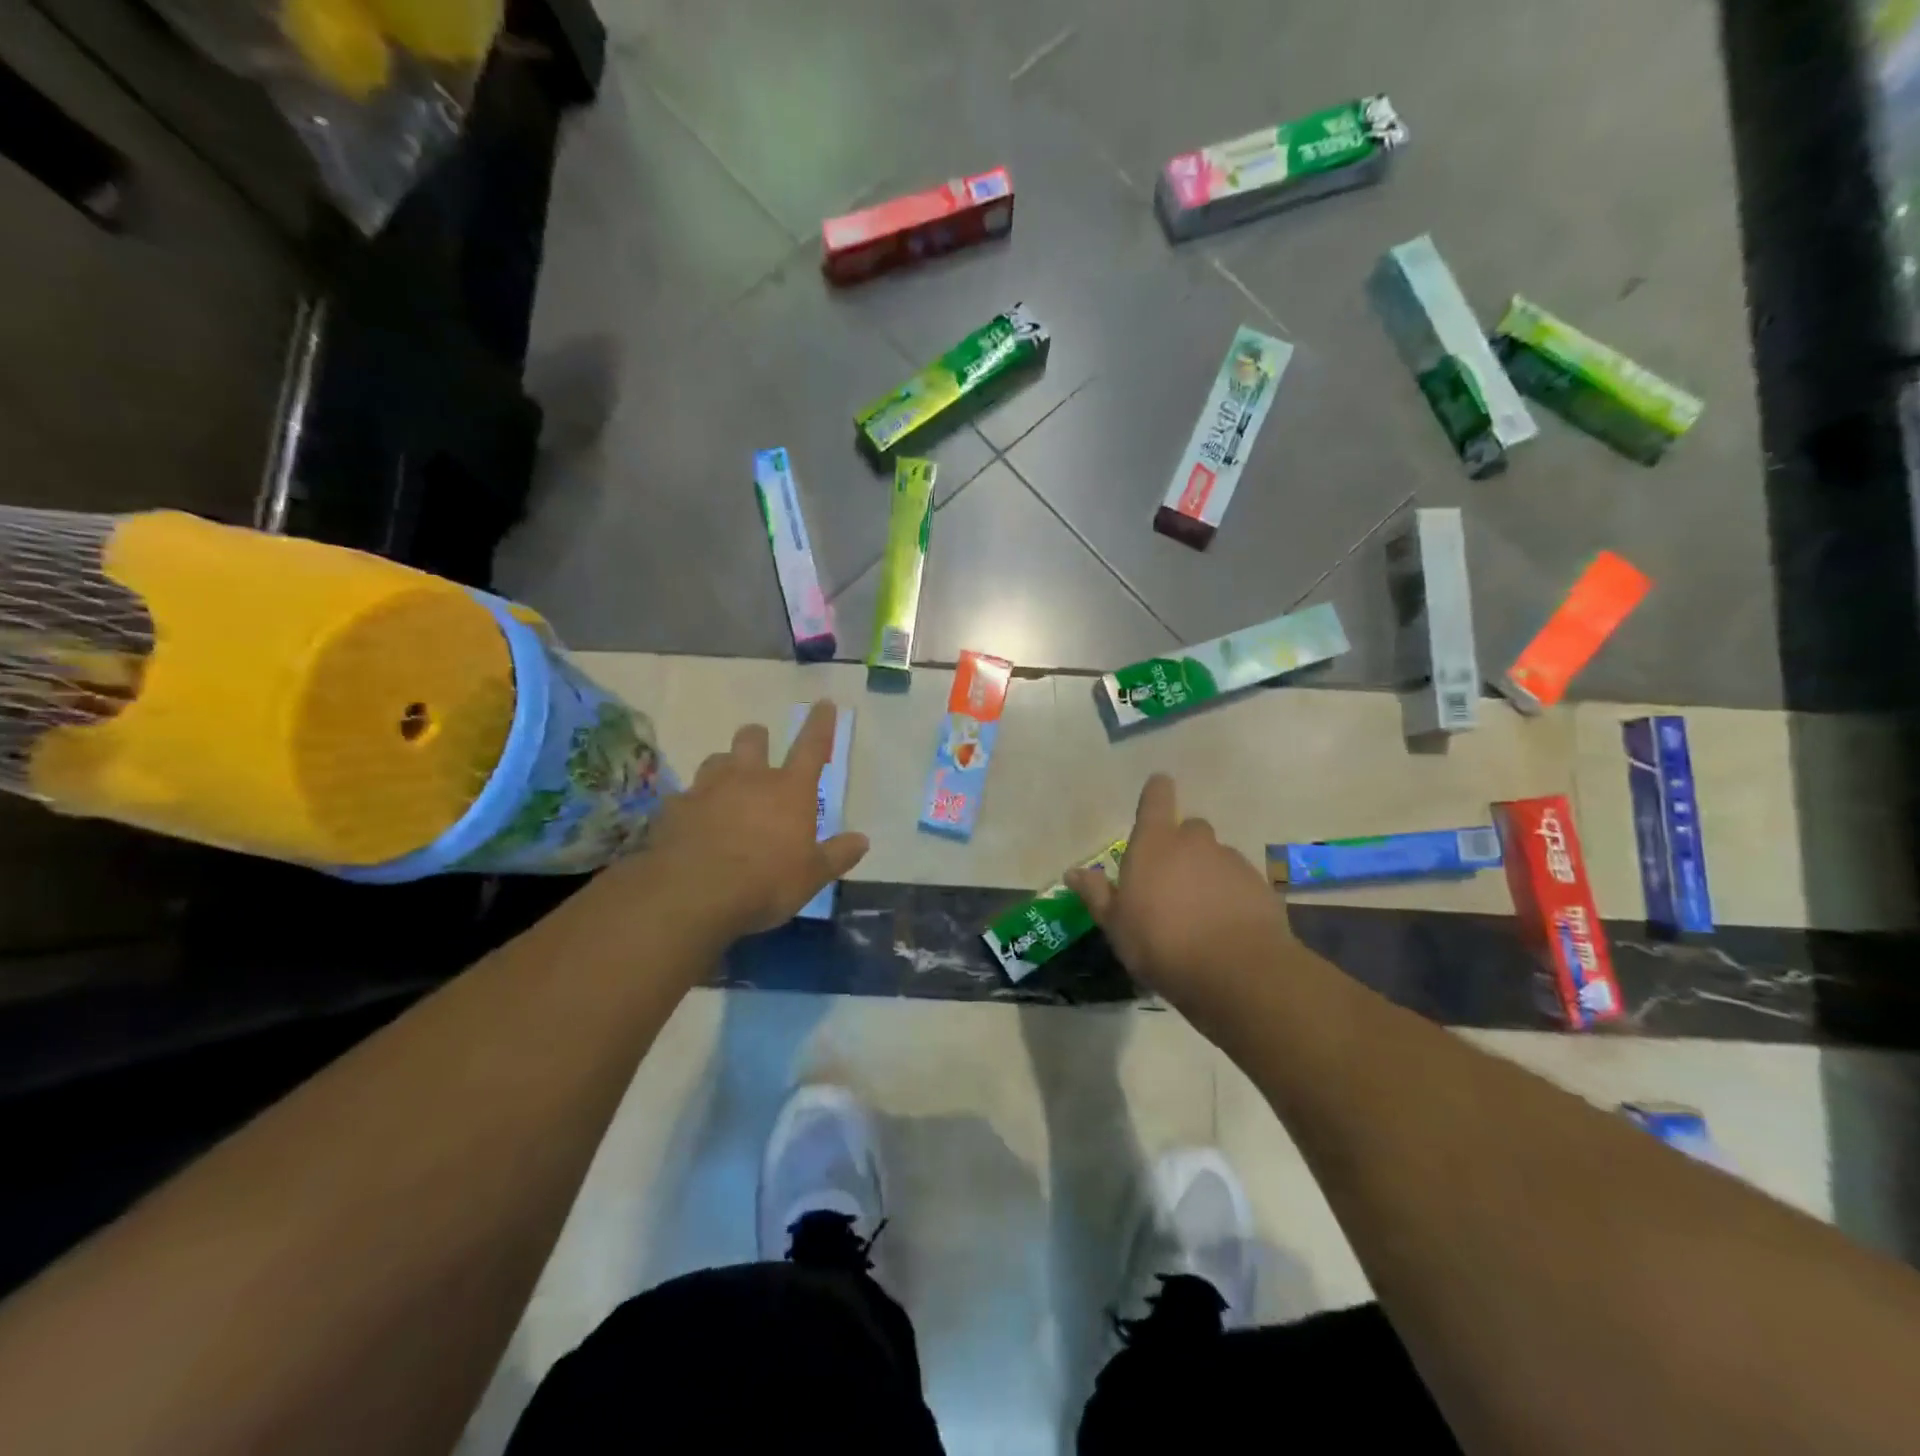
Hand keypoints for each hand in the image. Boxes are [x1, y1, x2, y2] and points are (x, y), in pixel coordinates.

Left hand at [637, 701, 868, 940]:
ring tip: (726, 784)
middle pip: (752, 740)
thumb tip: (862, 840)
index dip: (820, 724)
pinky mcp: (675, 809)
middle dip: (757, 738)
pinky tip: (692, 821)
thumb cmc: (766, 882)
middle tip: (760, 747)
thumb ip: (837, 855)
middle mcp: (749, 779)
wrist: (693, 893)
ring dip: (724, 767)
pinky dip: (692, 804)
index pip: (811, 747)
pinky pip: (685, 796)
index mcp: (789, 790)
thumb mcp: (812, 876)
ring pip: (715, 760)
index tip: (823, 703)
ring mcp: (707, 789)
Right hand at [1066, 774, 1293, 1015]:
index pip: (1157, 798)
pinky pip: (1239, 883)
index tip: (1158, 789)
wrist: (1236, 971)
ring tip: (1200, 910)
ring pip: (1216, 857)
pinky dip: (1231, 895)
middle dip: (1182, 846)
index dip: (1157, 791)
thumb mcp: (1116, 925)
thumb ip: (1096, 894)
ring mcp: (1231, 862)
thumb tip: (1072, 871)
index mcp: (1155, 844)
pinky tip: (1225, 925)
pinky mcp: (1260, 886)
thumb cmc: (1161, 943)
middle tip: (1171, 879)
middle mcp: (1195, 842)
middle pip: (1190, 829)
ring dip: (1207, 873)